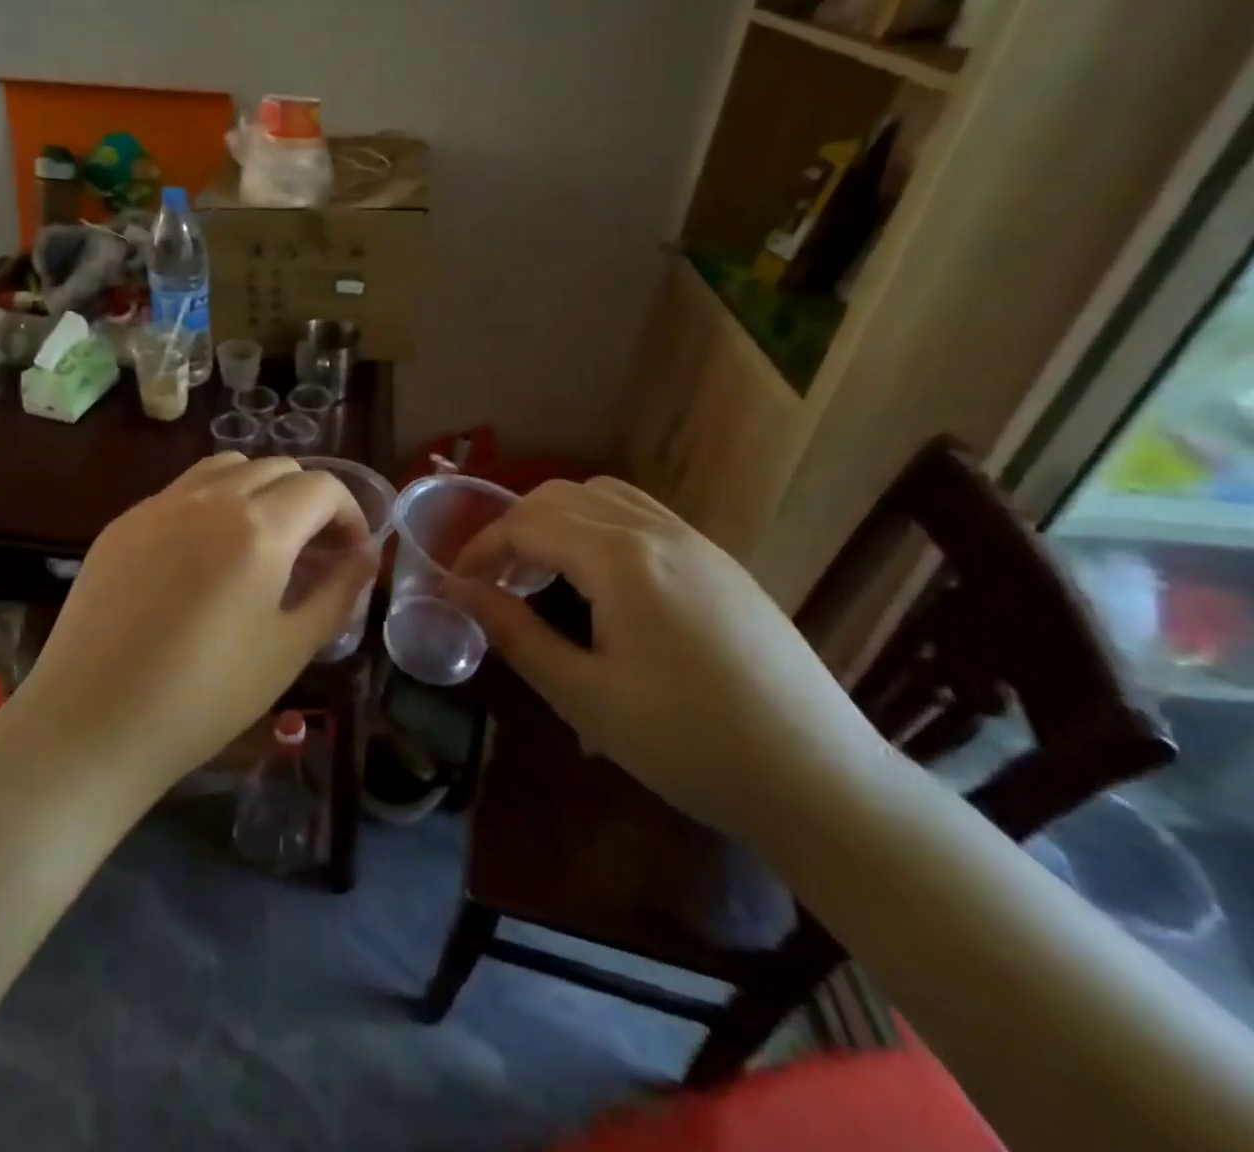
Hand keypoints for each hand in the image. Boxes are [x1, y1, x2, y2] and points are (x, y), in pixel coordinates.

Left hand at [7, 454, 375, 798]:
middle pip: (277, 467)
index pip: (322, 487)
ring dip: (259, 490)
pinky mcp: (123, 522)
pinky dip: (212, 503)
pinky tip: (203, 555)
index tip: (350, 553)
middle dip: (308, 500)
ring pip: (227, 468)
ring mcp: (159, 504)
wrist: (92, 722)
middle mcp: (210, 497)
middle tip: (312, 550)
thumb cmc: (206, 697)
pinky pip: (182, 491)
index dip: (349, 514)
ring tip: (261, 541)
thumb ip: (339, 593)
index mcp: (259, 527)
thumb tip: (365, 557)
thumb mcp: (290, 649)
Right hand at [444, 477, 888, 841]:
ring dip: (557, 519)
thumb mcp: (583, 695)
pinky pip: (642, 514)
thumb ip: (514, 632)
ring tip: (542, 571)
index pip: (526, 524)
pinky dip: (599, 525)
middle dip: (514, 527)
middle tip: (495, 579)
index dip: (481, 548)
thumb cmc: (687, 743)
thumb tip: (459, 591)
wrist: (818, 779)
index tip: (457, 583)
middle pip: (561, 496)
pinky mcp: (720, 560)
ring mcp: (696, 540)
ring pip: (604, 496)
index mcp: (620, 558)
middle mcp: (657, 530)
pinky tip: (601, 579)